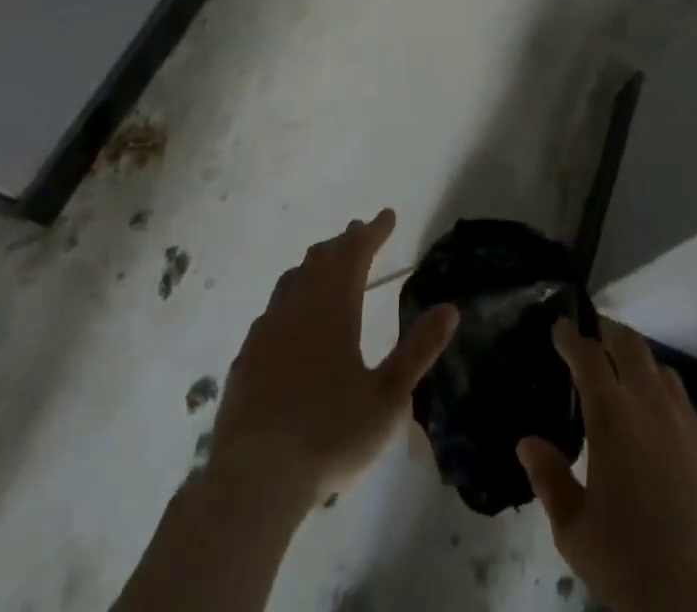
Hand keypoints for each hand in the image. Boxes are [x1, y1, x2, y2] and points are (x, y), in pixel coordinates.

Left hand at [209, 209, 457, 505]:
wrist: (253, 479)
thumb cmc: (329, 435)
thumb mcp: (387, 398)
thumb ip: (418, 350)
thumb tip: (450, 308)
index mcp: (334, 309)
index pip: (355, 254)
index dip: (372, 232)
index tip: (387, 216)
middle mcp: (299, 307)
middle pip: (322, 258)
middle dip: (345, 241)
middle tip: (360, 232)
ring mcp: (267, 330)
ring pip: (293, 278)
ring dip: (315, 262)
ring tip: (328, 261)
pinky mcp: (246, 357)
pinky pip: (273, 308)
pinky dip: (291, 294)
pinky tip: (290, 314)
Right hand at [517, 319, 696, 611]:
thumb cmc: (634, 564)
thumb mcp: (576, 533)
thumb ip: (550, 481)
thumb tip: (528, 443)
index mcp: (612, 415)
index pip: (588, 355)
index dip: (571, 336)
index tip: (559, 326)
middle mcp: (651, 403)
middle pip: (630, 345)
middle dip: (608, 331)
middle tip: (592, 332)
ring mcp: (687, 422)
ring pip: (661, 370)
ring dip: (639, 362)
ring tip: (624, 376)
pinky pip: (683, 405)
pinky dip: (663, 399)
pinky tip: (658, 428)